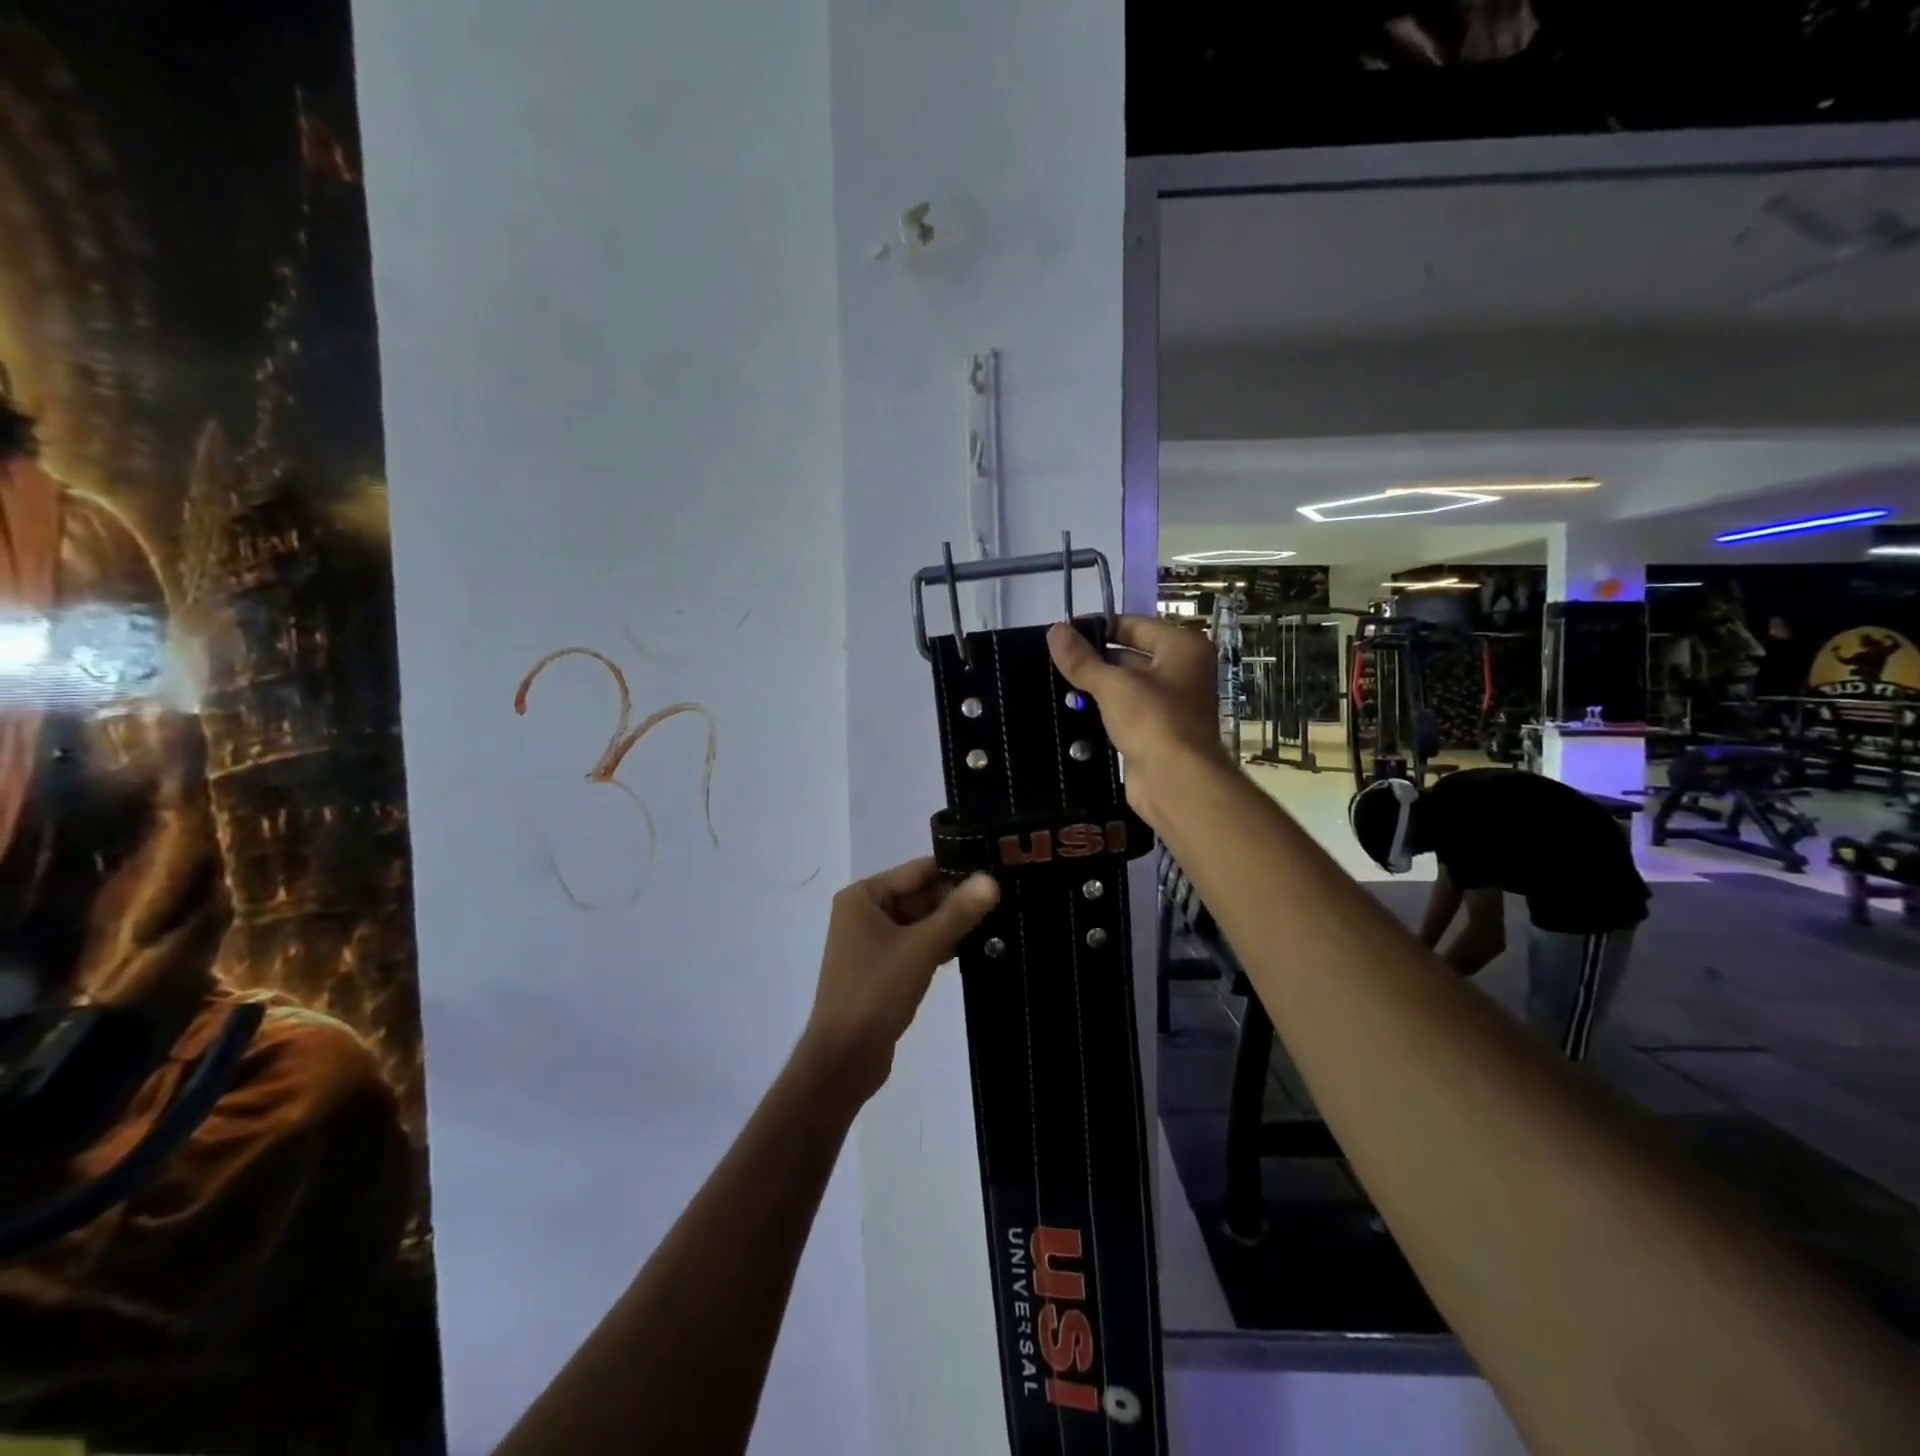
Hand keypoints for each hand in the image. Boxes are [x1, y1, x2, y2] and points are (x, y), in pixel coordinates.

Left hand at [800, 858, 999, 1101]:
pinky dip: (940, 945)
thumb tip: (991, 879)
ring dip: (952, 924)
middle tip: (1006, 897)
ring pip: (920, 922)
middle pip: (919, 895)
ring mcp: (871, 942)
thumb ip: (958, 912)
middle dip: (957, 899)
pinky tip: (975, 948)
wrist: (844, 1058)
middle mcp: (863, 912)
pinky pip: (916, 945)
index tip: (997, 867)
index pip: (918, 870)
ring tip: (999, 919)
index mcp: (863, 896)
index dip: (957, 868)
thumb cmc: (877, 992)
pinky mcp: (881, 969)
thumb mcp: (922, 947)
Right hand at [1046, 615, 1228, 822]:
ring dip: (1097, 687)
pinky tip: (1074, 711)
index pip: (1133, 625)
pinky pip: (1126, 712)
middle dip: (1095, 659)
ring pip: (1126, 686)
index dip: (1097, 627)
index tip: (1063, 633)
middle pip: (1131, 654)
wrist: (1176, 781)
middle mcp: (1182, 671)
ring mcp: (1172, 704)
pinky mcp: (1157, 732)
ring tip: (1057, 684)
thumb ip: (1082, 659)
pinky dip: (1104, 711)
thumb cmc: (1152, 720)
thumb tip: (1054, 630)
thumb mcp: (1112, 685)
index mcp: (1182, 648)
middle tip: (1055, 661)